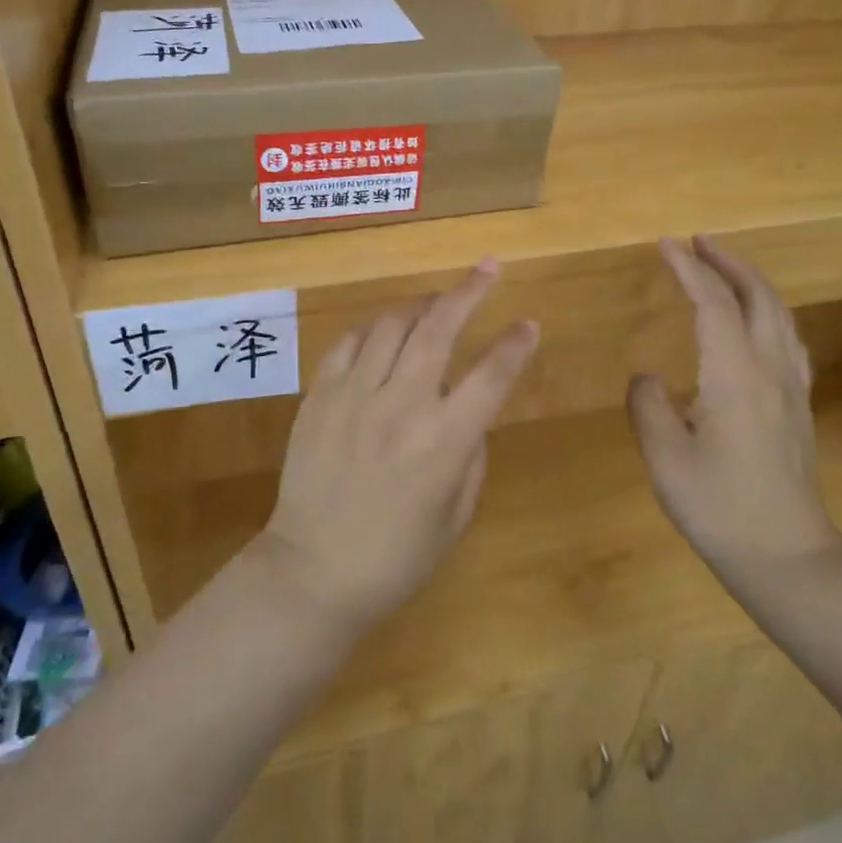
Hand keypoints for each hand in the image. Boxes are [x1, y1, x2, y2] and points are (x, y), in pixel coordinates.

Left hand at [256, 261, 539, 634]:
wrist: (312, 574)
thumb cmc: (396, 558)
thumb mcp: (456, 515)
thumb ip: (471, 454)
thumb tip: (471, 413)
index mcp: (444, 440)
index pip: (491, 374)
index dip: (516, 344)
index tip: (529, 324)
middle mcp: (401, 405)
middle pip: (440, 328)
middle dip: (469, 291)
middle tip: (488, 269)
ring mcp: (354, 395)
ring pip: (391, 325)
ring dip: (420, 305)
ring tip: (434, 302)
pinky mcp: (319, 396)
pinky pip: (348, 344)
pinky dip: (371, 330)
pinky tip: (382, 333)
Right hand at [628, 236, 841, 582]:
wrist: (787, 559)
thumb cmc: (720, 507)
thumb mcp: (666, 457)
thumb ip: (648, 405)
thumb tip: (648, 377)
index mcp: (734, 374)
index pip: (713, 303)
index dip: (689, 269)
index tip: (665, 244)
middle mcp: (770, 370)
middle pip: (758, 297)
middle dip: (728, 262)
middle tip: (699, 242)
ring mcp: (791, 389)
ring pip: (780, 315)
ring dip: (752, 282)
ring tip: (725, 269)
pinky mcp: (798, 408)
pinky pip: (787, 340)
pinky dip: (769, 312)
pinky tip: (758, 323)